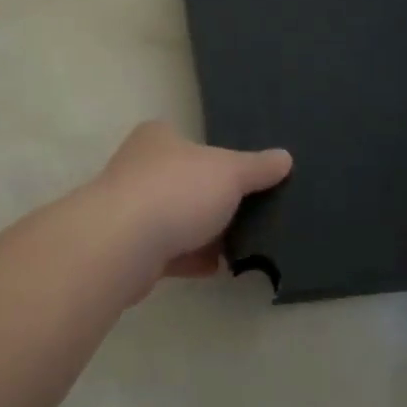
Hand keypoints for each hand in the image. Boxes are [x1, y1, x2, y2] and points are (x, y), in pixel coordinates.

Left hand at [88, 122, 291, 291]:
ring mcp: (130, 211)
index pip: (189, 141)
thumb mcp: (230, 172)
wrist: (122, 245)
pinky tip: (218, 268)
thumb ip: (257, 167)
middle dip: (213, 201)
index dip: (216, 157)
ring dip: (204, 234)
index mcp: (157, 139)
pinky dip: (191, 260)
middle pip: (184, 182)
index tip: (244, 177)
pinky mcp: (129, 250)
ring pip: (176, 220)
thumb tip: (284, 158)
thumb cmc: (176, 191)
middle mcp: (137, 169)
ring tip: (242, 245)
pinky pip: (168, 253)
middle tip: (251, 213)